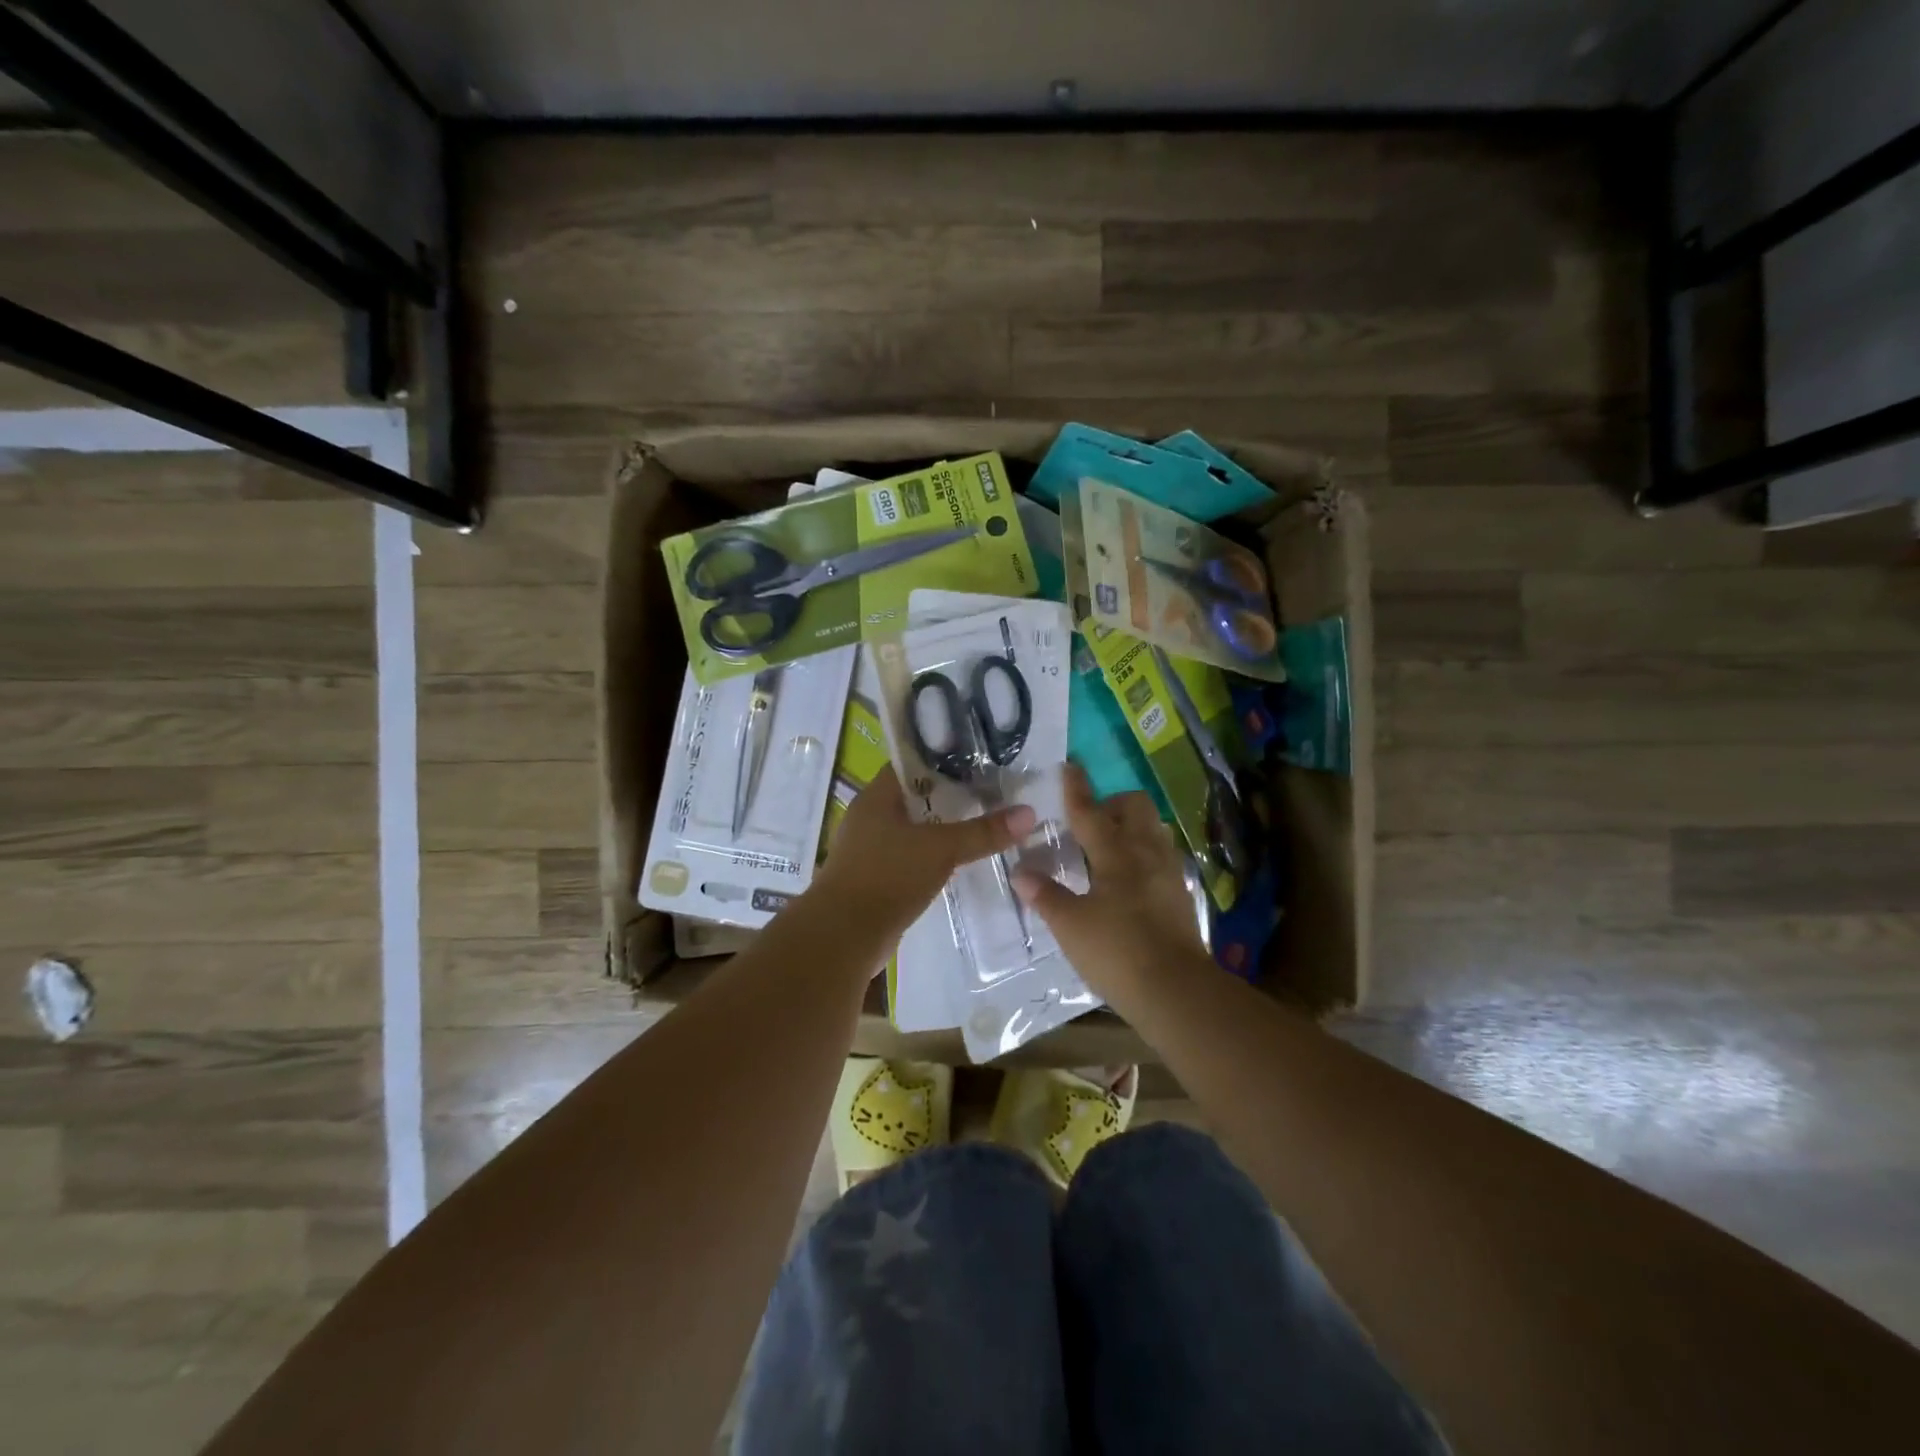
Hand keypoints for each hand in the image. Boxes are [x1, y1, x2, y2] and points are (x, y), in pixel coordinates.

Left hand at [813, 769, 1035, 939]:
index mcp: (876, 797)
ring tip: (982, 826)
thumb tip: (1028, 813)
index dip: (944, 760)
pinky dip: (931, 857)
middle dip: (950, 797)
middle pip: (915, 798)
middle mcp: (869, 817)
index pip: (912, 765)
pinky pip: (909, 857)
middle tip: (991, 795)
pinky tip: (958, 862)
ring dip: (942, 830)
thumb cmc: (888, 877)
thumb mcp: (941, 849)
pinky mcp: (875, 878)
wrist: (844, 936)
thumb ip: (983, 832)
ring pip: (913, 830)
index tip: (979, 762)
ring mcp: (869, 850)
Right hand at [1012, 763, 1208, 1006]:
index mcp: (1116, 854)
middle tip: (1089, 821)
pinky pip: (1161, 854)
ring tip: (1108, 847)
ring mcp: (1169, 872)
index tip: (1069, 766)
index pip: (1090, 811)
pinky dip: (1143, 851)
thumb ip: (1045, 895)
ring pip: (1153, 828)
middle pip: (1135, 806)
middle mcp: (1146, 853)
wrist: (1177, 991)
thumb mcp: (1070, 926)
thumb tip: (1020, 872)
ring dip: (1131, 825)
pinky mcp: (1180, 893)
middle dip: (1112, 802)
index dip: (1076, 789)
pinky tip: (1129, 878)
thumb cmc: (1117, 952)